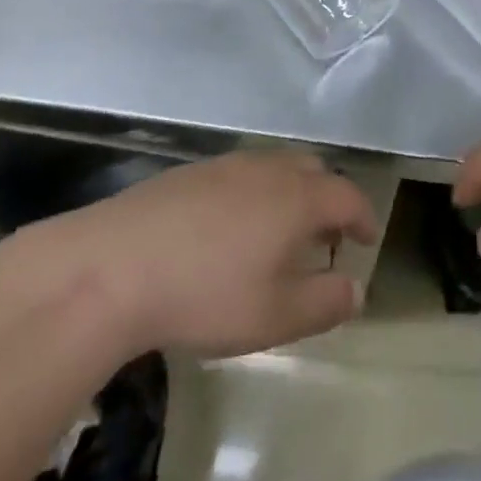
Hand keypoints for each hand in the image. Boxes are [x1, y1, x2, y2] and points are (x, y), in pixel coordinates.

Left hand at [12, 151, 378, 358]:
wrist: (114, 265)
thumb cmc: (206, 294)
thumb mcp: (275, 316)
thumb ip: (325, 302)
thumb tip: (357, 288)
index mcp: (297, 197)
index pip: (347, 195)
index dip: (363, 217)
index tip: (366, 239)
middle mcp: (268, 169)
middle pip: (313, 171)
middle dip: (328, 200)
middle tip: (324, 237)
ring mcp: (226, 165)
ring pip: (275, 168)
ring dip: (290, 194)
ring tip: (279, 234)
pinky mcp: (190, 172)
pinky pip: (240, 173)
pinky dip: (254, 193)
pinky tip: (229, 229)